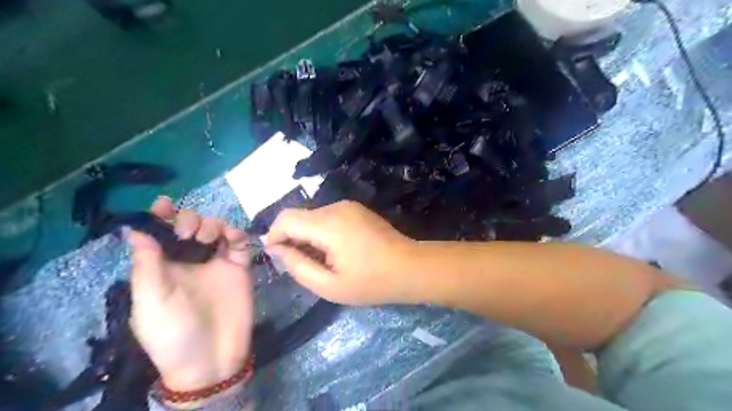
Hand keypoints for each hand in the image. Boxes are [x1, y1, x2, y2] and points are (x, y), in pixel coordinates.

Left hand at [125, 198, 251, 392]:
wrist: (213, 358)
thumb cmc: (173, 333)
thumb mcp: (151, 301)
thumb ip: (147, 265)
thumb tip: (135, 229)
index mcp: (164, 266)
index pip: (160, 234)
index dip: (161, 216)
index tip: (164, 204)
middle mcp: (190, 260)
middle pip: (190, 225)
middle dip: (189, 219)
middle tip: (189, 233)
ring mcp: (217, 262)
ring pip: (216, 229)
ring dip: (212, 224)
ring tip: (209, 237)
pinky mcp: (240, 266)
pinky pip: (240, 242)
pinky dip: (237, 234)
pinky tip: (232, 238)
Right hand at [268, 198, 416, 303]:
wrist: (410, 267)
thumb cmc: (371, 282)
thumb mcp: (329, 285)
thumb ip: (298, 266)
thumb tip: (277, 249)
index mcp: (328, 224)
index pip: (286, 219)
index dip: (274, 236)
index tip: (277, 257)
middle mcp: (336, 208)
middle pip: (299, 216)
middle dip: (292, 238)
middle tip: (302, 264)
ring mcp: (348, 206)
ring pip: (313, 216)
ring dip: (308, 235)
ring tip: (322, 260)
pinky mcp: (356, 209)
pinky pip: (328, 216)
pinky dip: (321, 231)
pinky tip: (335, 250)